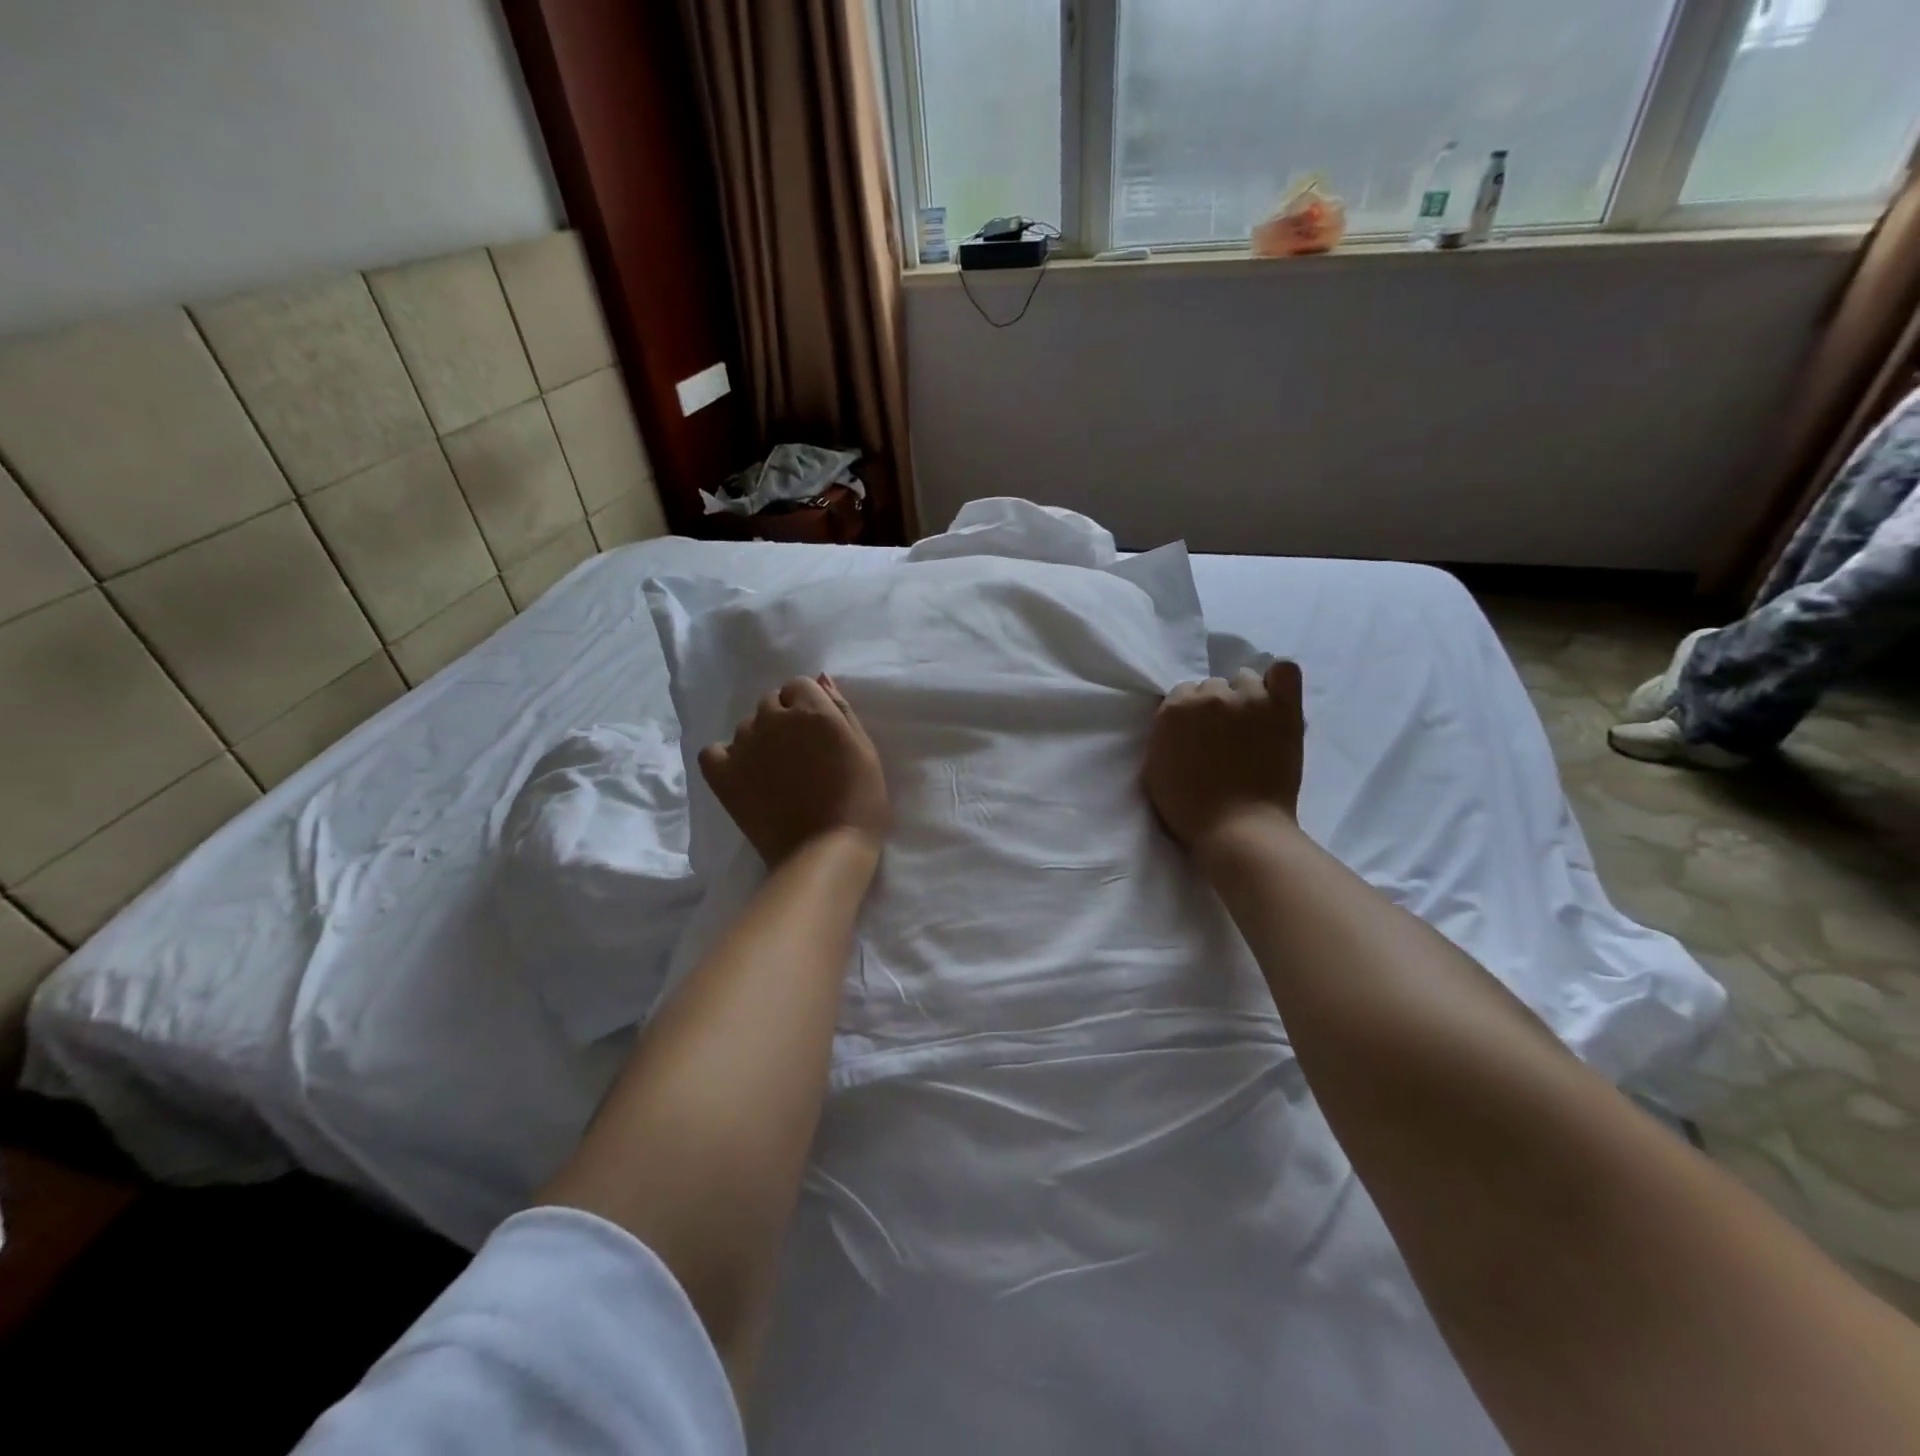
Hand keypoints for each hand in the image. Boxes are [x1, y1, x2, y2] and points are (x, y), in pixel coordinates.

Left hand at [699, 674, 888, 867]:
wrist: (826, 851)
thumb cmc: (860, 802)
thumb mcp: (866, 751)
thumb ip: (842, 710)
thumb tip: (821, 678)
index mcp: (813, 710)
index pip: (799, 685)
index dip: (808, 707)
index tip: (818, 734)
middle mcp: (774, 719)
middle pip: (770, 702)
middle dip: (783, 720)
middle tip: (799, 755)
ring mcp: (745, 746)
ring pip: (746, 726)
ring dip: (759, 740)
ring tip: (775, 772)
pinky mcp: (723, 774)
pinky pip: (713, 751)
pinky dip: (726, 758)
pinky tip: (743, 775)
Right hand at [1143, 661, 1305, 850]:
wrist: (1237, 828)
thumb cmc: (1189, 808)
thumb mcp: (1155, 769)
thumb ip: (1164, 737)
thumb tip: (1177, 725)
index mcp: (1175, 709)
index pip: (1182, 694)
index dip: (1191, 716)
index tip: (1198, 736)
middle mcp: (1210, 696)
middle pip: (1212, 687)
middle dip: (1215, 707)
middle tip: (1223, 737)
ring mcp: (1249, 699)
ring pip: (1244, 679)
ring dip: (1244, 696)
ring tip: (1251, 724)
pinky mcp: (1283, 709)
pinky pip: (1285, 671)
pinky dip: (1279, 680)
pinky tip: (1276, 699)